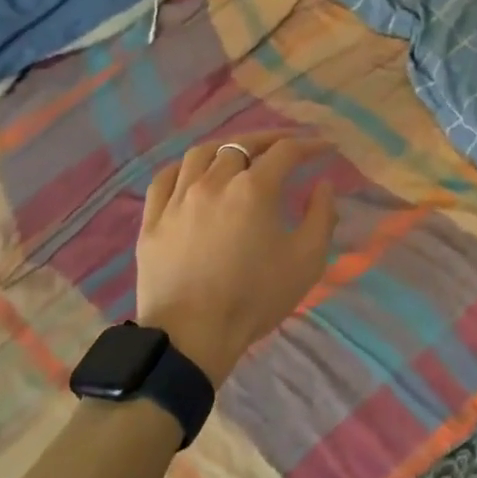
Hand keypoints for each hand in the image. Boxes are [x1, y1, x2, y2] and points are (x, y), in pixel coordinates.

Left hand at [134, 132, 337, 383]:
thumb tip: (323, 185)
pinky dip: (183, 168)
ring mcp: (178, 198)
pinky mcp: (153, 220)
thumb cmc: (255, 298)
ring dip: (225, 148)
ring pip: (200, 154)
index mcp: (253, 189)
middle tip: (285, 144)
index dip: (308, 145)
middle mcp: (214, 182)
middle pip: (241, 145)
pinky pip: (165, 179)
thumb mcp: (306, 261)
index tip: (324, 148)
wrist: (191, 337)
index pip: (285, 151)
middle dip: (268, 140)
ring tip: (238, 154)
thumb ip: (321, 216)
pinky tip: (192, 174)